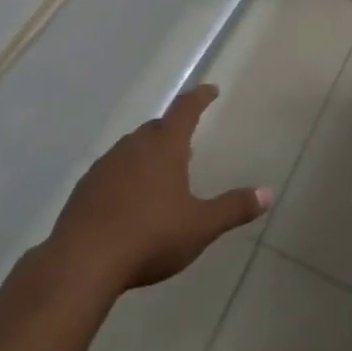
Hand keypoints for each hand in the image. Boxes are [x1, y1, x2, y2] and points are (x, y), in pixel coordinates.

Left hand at [46, 84, 269, 294]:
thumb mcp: (200, 225)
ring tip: (161, 171)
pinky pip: (112, 171)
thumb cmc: (150, 236)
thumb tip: (268, 193)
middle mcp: (133, 146)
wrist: (83, 260)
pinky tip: (129, 200)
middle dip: (173, 130)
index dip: (200, 97)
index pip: (185, 109)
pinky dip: (126, 176)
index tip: (210, 89)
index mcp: (164, 146)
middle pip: (157, 128)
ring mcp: (105, 165)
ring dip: (148, 154)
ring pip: (132, 148)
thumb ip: (233, 208)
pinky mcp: (85, 187)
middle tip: (188, 141)